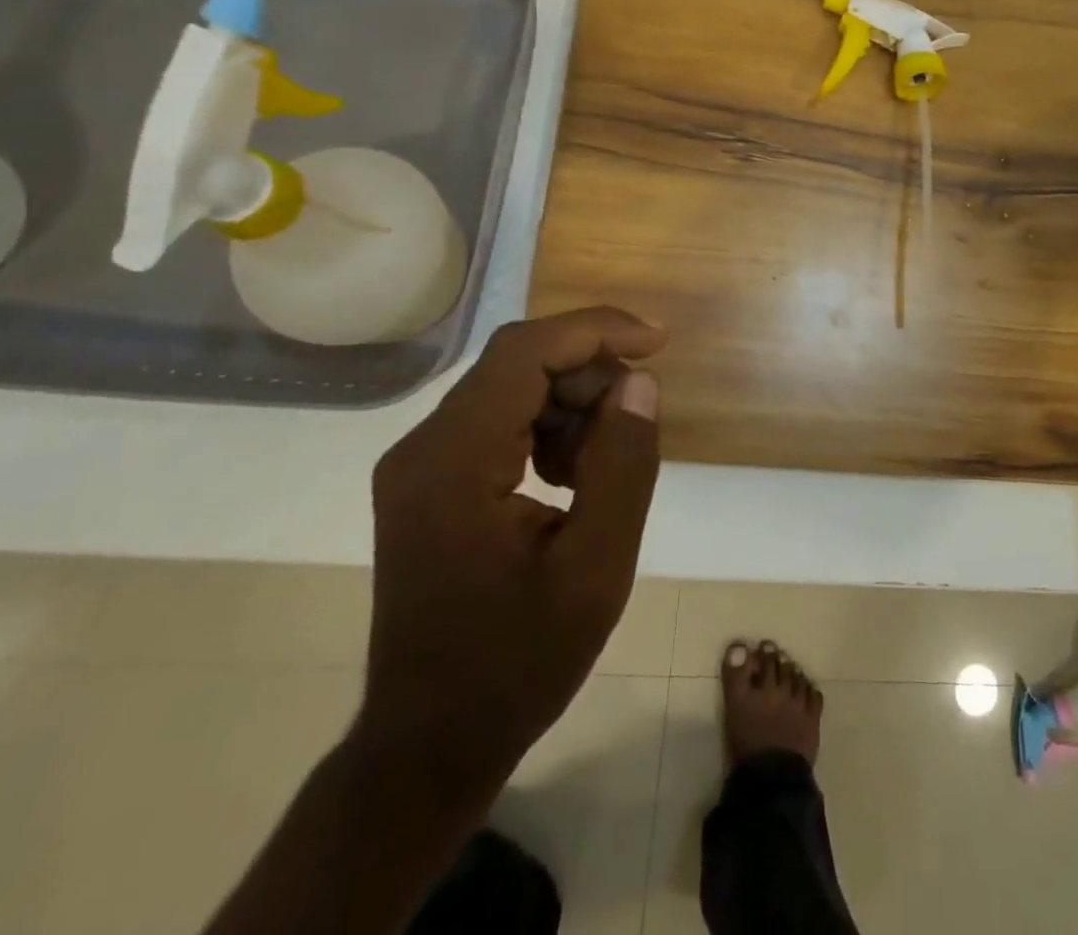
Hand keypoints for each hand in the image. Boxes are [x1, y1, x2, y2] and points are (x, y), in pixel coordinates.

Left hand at [353, 307, 667, 815]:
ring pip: (512, 391)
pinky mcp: (429, 485)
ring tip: (605, 467)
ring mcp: (420, 467)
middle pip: (518, 366)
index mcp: (454, 462)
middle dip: (590, 377)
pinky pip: (499, 424)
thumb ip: (624, 465)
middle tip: (638, 422)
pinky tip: (572, 482)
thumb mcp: (595, 568)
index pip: (525, 352)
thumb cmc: (517, 664)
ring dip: (572, 408)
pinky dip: (548, 433)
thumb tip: (639, 384)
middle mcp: (424, 449)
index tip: (658, 342)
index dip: (596, 331)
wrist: (429, 746)